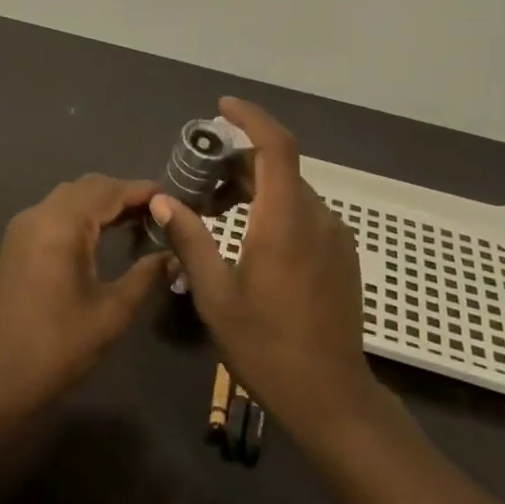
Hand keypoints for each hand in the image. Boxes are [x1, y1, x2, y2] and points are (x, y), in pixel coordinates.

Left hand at [0, 174, 173, 420]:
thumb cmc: (57, 347)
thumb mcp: (112, 312)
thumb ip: (146, 277)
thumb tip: (174, 256)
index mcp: (61, 224)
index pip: (109, 190)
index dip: (143, 191)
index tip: (174, 198)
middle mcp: (39, 215)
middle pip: (88, 187)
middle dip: (124, 194)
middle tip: (159, 212)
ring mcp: (23, 229)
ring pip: (70, 198)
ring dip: (102, 203)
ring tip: (138, 222)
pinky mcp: (16, 245)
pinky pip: (55, 214)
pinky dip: (82, 215)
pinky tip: (103, 236)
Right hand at [147, 99, 380, 441]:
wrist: (331, 396)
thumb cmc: (266, 346)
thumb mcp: (215, 295)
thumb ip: (190, 239)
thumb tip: (163, 199)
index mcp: (284, 220)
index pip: (275, 146)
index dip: (251, 117)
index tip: (222, 107)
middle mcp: (316, 216)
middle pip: (279, 166)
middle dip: (239, 161)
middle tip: (200, 179)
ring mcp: (334, 235)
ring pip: (291, 190)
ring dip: (255, 187)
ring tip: (217, 211)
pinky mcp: (341, 254)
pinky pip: (305, 213)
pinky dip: (274, 207)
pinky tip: (251, 238)